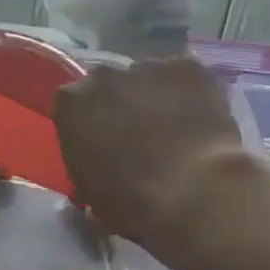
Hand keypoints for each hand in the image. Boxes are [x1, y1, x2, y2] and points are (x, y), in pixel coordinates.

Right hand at [53, 56, 248, 247]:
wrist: (193, 192)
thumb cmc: (131, 202)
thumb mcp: (89, 191)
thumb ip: (87, 164)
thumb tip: (100, 166)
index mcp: (70, 104)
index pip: (72, 107)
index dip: (87, 126)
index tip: (100, 146)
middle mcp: (102, 76)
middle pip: (107, 87)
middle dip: (118, 106)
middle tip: (137, 138)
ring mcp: (147, 67)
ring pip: (146, 80)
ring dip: (153, 99)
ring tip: (174, 131)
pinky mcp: (188, 67)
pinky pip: (183, 79)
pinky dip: (188, 96)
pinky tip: (199, 122)